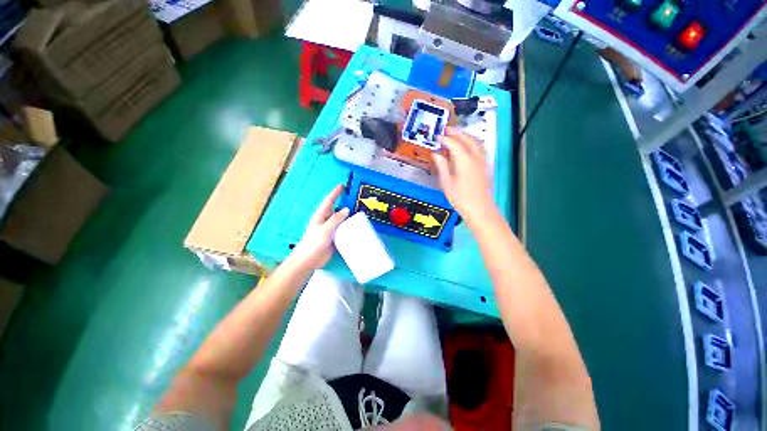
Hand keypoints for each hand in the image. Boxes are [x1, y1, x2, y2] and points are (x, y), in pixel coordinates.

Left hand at [289, 184, 349, 270]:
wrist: (309, 260)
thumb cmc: (313, 243)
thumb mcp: (325, 229)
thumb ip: (336, 219)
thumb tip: (346, 209)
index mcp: (321, 215)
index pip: (329, 200)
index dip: (335, 193)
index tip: (342, 186)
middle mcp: (326, 221)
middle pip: (337, 210)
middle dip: (345, 204)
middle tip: (356, 201)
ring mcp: (331, 230)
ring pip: (342, 221)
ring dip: (349, 218)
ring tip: (360, 215)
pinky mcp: (335, 238)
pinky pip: (344, 231)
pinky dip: (349, 229)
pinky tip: (357, 229)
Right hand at [432, 128, 495, 223]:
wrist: (480, 209)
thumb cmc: (460, 198)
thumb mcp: (447, 182)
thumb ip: (442, 165)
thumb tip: (436, 153)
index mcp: (464, 160)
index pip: (453, 143)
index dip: (444, 139)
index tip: (437, 137)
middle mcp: (475, 157)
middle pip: (467, 139)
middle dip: (456, 132)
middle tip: (446, 129)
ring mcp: (482, 161)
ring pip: (475, 142)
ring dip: (466, 136)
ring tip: (456, 135)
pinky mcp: (484, 167)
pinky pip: (479, 149)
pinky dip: (472, 143)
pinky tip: (467, 148)